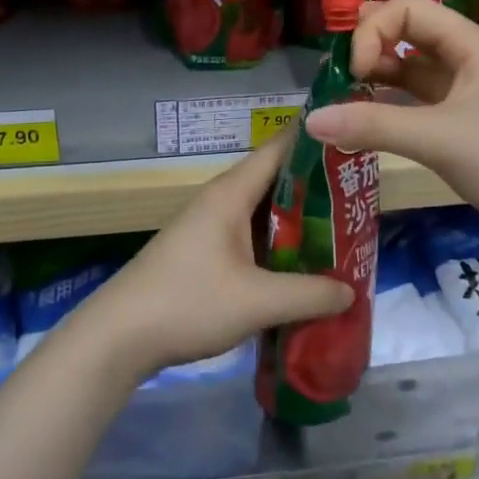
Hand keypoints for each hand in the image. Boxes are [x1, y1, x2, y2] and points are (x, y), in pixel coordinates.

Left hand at [75, 135, 353, 382]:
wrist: (118, 336)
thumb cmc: (188, 303)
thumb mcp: (258, 301)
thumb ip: (310, 294)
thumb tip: (350, 290)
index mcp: (230, 194)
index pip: (279, 149)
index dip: (315, 141)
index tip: (354, 143)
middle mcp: (220, 202)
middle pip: (275, 182)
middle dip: (317, 190)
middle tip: (361, 200)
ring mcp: (208, 227)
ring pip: (263, 214)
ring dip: (297, 223)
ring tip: (342, 233)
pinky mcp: (202, 253)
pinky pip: (249, 237)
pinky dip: (276, 246)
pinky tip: (300, 268)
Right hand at [304, 0, 478, 254]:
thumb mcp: (440, 139)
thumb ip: (374, 126)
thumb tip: (310, 120)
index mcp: (471, 45)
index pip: (408, 9)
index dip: (373, 30)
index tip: (354, 71)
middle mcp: (467, 59)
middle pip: (408, 32)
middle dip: (370, 46)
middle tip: (336, 72)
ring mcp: (465, 92)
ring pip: (411, 69)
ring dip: (377, 76)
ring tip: (342, 96)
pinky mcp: (461, 124)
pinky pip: (416, 101)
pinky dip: (389, 105)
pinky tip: (365, 121)